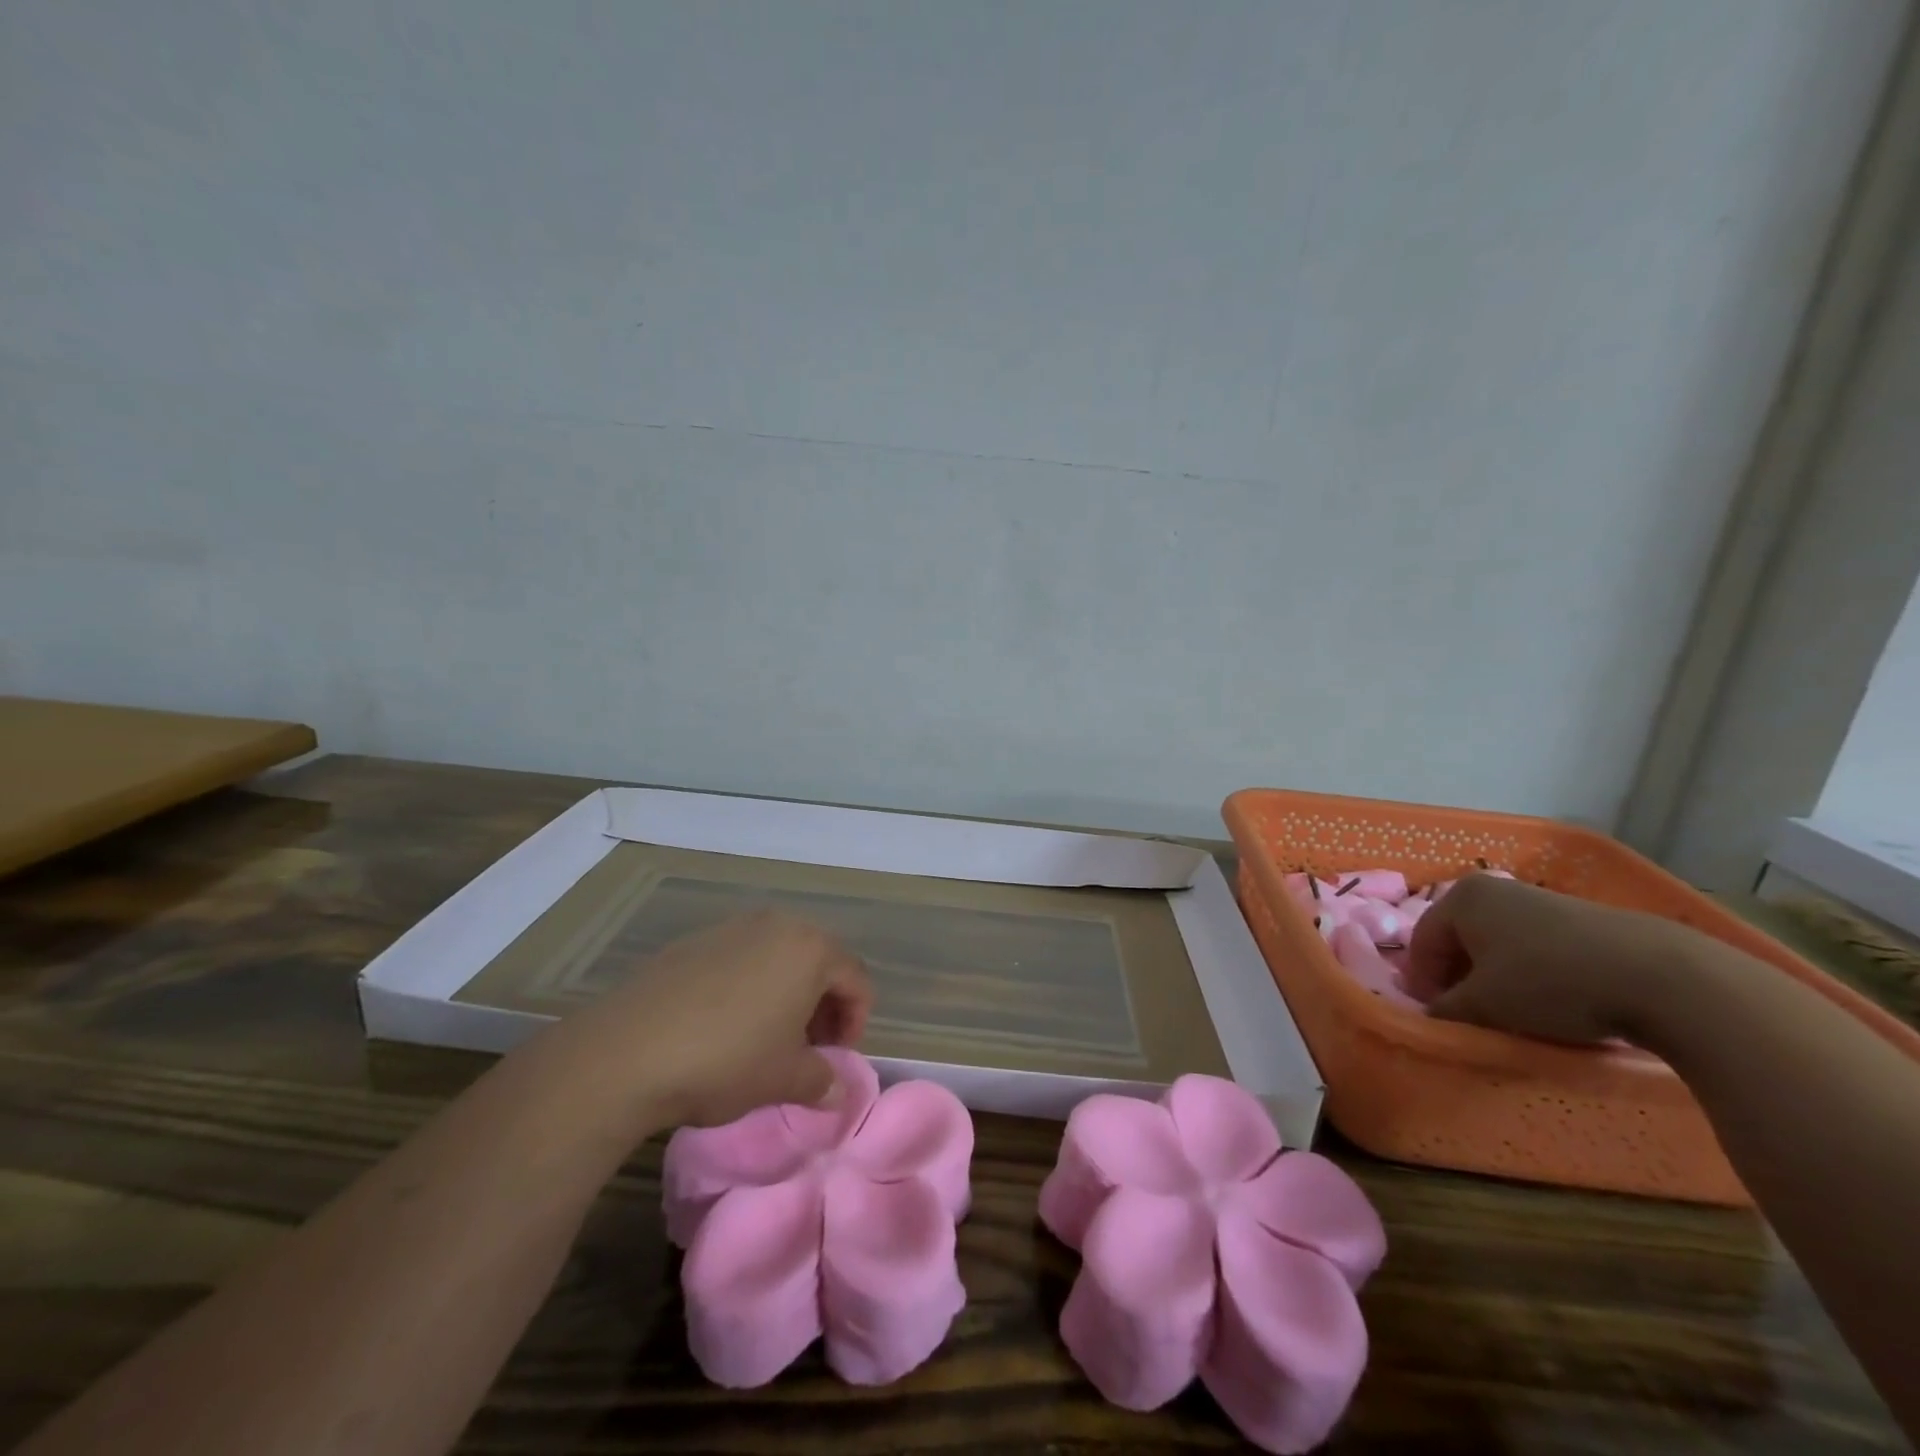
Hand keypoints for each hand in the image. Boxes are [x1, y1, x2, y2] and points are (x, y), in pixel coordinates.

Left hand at [562, 910, 874, 1129]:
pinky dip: (748, 986)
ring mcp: (731, 927)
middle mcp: (776, 925)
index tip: (837, 1058)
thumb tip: (837, 1090)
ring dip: (786, 994)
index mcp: (810, 949)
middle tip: (809, 1049)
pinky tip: (724, 1026)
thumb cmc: (726, 1059)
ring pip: (778, 957)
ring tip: (768, 1037)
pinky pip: (739, 959)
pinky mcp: (693, 941)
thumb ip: (822, 1080)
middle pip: (819, 961)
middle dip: (823, 1005)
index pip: (856, 979)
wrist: (627, 1051)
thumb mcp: (784, 1079)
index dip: (856, 1021)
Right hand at [1404, 874, 1719, 1045]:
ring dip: (1495, 978)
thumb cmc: (1550, 983)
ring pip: (1499, 944)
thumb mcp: (1485, 1004)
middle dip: (1458, 978)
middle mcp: (1496, 889)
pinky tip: (1551, 1003)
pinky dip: (1531, 974)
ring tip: (1511, 1014)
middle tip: (1468, 1016)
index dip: (1422, 981)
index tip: (1433, 1016)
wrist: (1663, 977)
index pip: (1422, 941)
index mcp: (1462, 898)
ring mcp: (1542, 900)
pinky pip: (1537, 948)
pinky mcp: (1582, 920)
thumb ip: (1446, 1009)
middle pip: (1460, 939)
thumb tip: (1432, 1015)